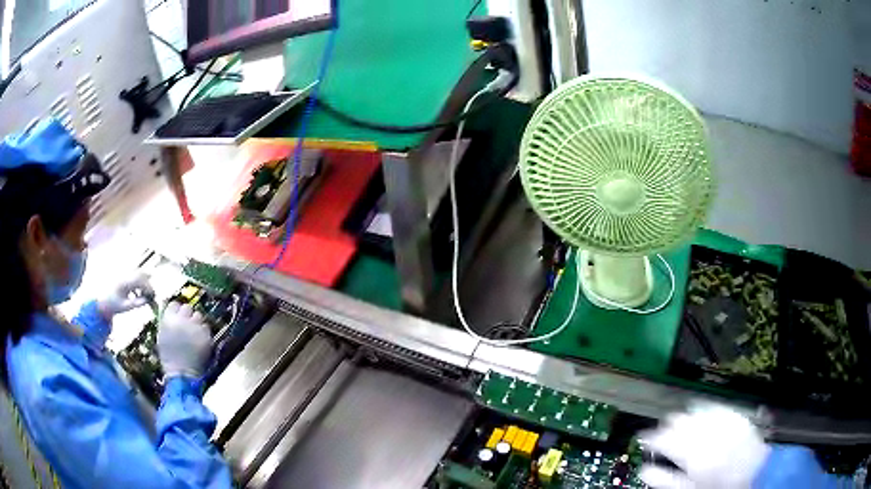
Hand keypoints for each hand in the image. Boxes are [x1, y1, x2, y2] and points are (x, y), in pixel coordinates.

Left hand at [98, 273, 154, 318]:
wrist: (101, 301)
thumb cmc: (113, 305)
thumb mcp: (126, 306)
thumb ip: (137, 303)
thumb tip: (148, 300)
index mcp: (125, 282)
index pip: (141, 281)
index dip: (149, 288)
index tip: (153, 297)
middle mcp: (125, 275)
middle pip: (141, 273)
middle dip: (148, 283)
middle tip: (151, 295)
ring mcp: (123, 274)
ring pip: (138, 273)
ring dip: (143, 282)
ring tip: (144, 295)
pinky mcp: (122, 276)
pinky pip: (133, 275)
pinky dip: (137, 283)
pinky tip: (136, 294)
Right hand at [157, 302, 211, 379]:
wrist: (182, 373)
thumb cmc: (169, 357)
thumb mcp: (162, 337)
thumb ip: (165, 322)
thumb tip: (169, 310)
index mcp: (168, 319)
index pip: (174, 304)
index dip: (176, 310)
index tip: (178, 316)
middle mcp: (182, 320)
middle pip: (187, 307)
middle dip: (187, 314)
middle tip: (187, 324)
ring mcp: (195, 327)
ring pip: (198, 315)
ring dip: (196, 322)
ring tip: (194, 333)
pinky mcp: (205, 335)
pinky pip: (206, 328)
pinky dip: (204, 332)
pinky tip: (200, 341)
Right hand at [639, 403, 770, 488]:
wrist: (752, 478)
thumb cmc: (716, 487)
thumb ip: (665, 480)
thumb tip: (643, 469)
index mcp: (696, 454)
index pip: (666, 438)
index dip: (651, 437)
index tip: (644, 437)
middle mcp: (711, 434)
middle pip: (682, 420)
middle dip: (669, 424)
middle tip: (661, 430)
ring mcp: (727, 423)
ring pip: (700, 410)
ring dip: (688, 415)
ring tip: (680, 420)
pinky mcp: (740, 418)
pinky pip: (720, 408)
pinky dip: (709, 410)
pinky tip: (704, 413)